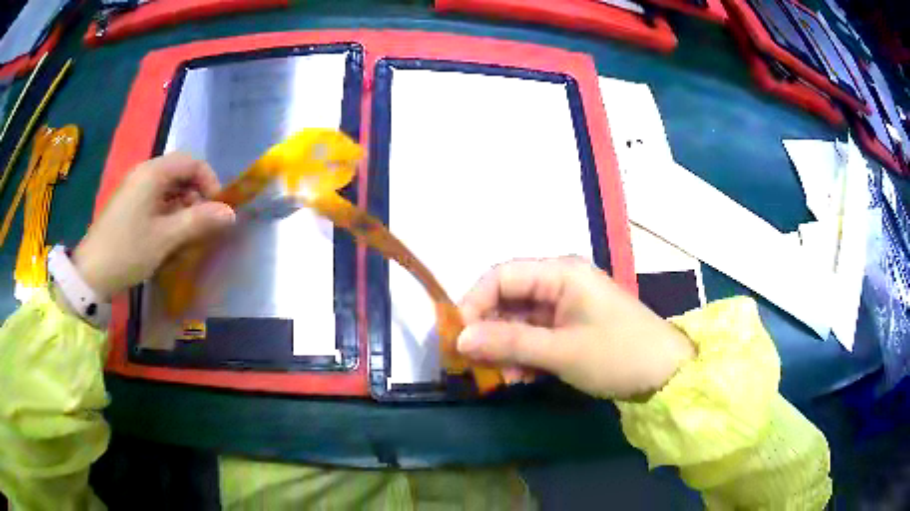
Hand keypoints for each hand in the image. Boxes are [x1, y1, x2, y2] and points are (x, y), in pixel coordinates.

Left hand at [72, 153, 235, 299]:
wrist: (92, 273)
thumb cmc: (128, 251)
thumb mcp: (166, 238)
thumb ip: (198, 221)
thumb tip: (230, 213)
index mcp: (153, 172)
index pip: (192, 162)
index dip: (209, 181)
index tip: (216, 209)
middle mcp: (144, 173)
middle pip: (180, 172)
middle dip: (196, 194)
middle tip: (202, 224)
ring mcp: (134, 188)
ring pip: (168, 186)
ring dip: (183, 205)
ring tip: (186, 232)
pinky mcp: (129, 203)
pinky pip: (156, 198)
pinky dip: (168, 211)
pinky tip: (168, 233)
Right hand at [457, 257, 694, 399]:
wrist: (665, 374)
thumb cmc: (618, 354)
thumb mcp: (561, 351)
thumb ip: (509, 343)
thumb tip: (460, 340)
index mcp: (560, 272)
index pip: (500, 276)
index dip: (473, 303)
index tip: (457, 338)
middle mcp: (560, 281)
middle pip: (508, 299)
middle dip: (489, 332)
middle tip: (475, 366)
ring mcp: (566, 305)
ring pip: (519, 321)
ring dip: (506, 348)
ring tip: (503, 378)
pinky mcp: (571, 326)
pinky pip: (536, 335)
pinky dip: (524, 355)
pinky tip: (523, 377)